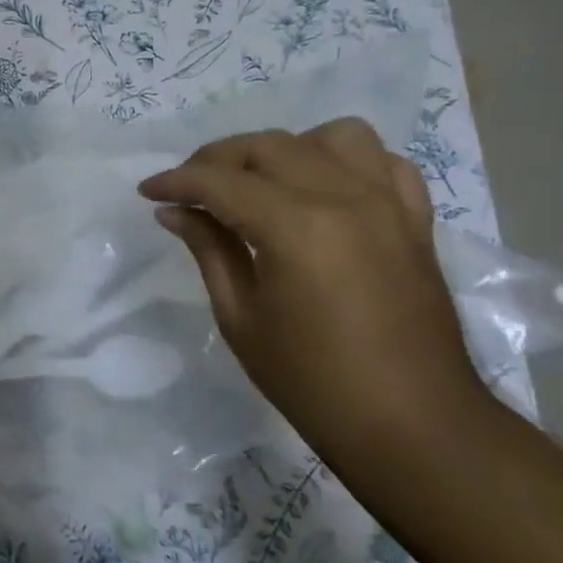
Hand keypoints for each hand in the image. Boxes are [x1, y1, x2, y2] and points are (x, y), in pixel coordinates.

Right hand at [137, 119, 486, 446]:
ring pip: (330, 136)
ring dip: (285, 150)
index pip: (220, 181)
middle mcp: (344, 198)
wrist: (413, 425)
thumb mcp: (240, 317)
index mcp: (295, 227)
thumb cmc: (312, 380)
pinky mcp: (415, 220)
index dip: (176, 181)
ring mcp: (388, 204)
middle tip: (189, 190)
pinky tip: (322, 188)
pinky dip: (346, 162)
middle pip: (268, 147)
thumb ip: (209, 250)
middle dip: (217, 160)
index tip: (147, 191)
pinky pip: (383, 161)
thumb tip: (174, 211)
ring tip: (260, 182)